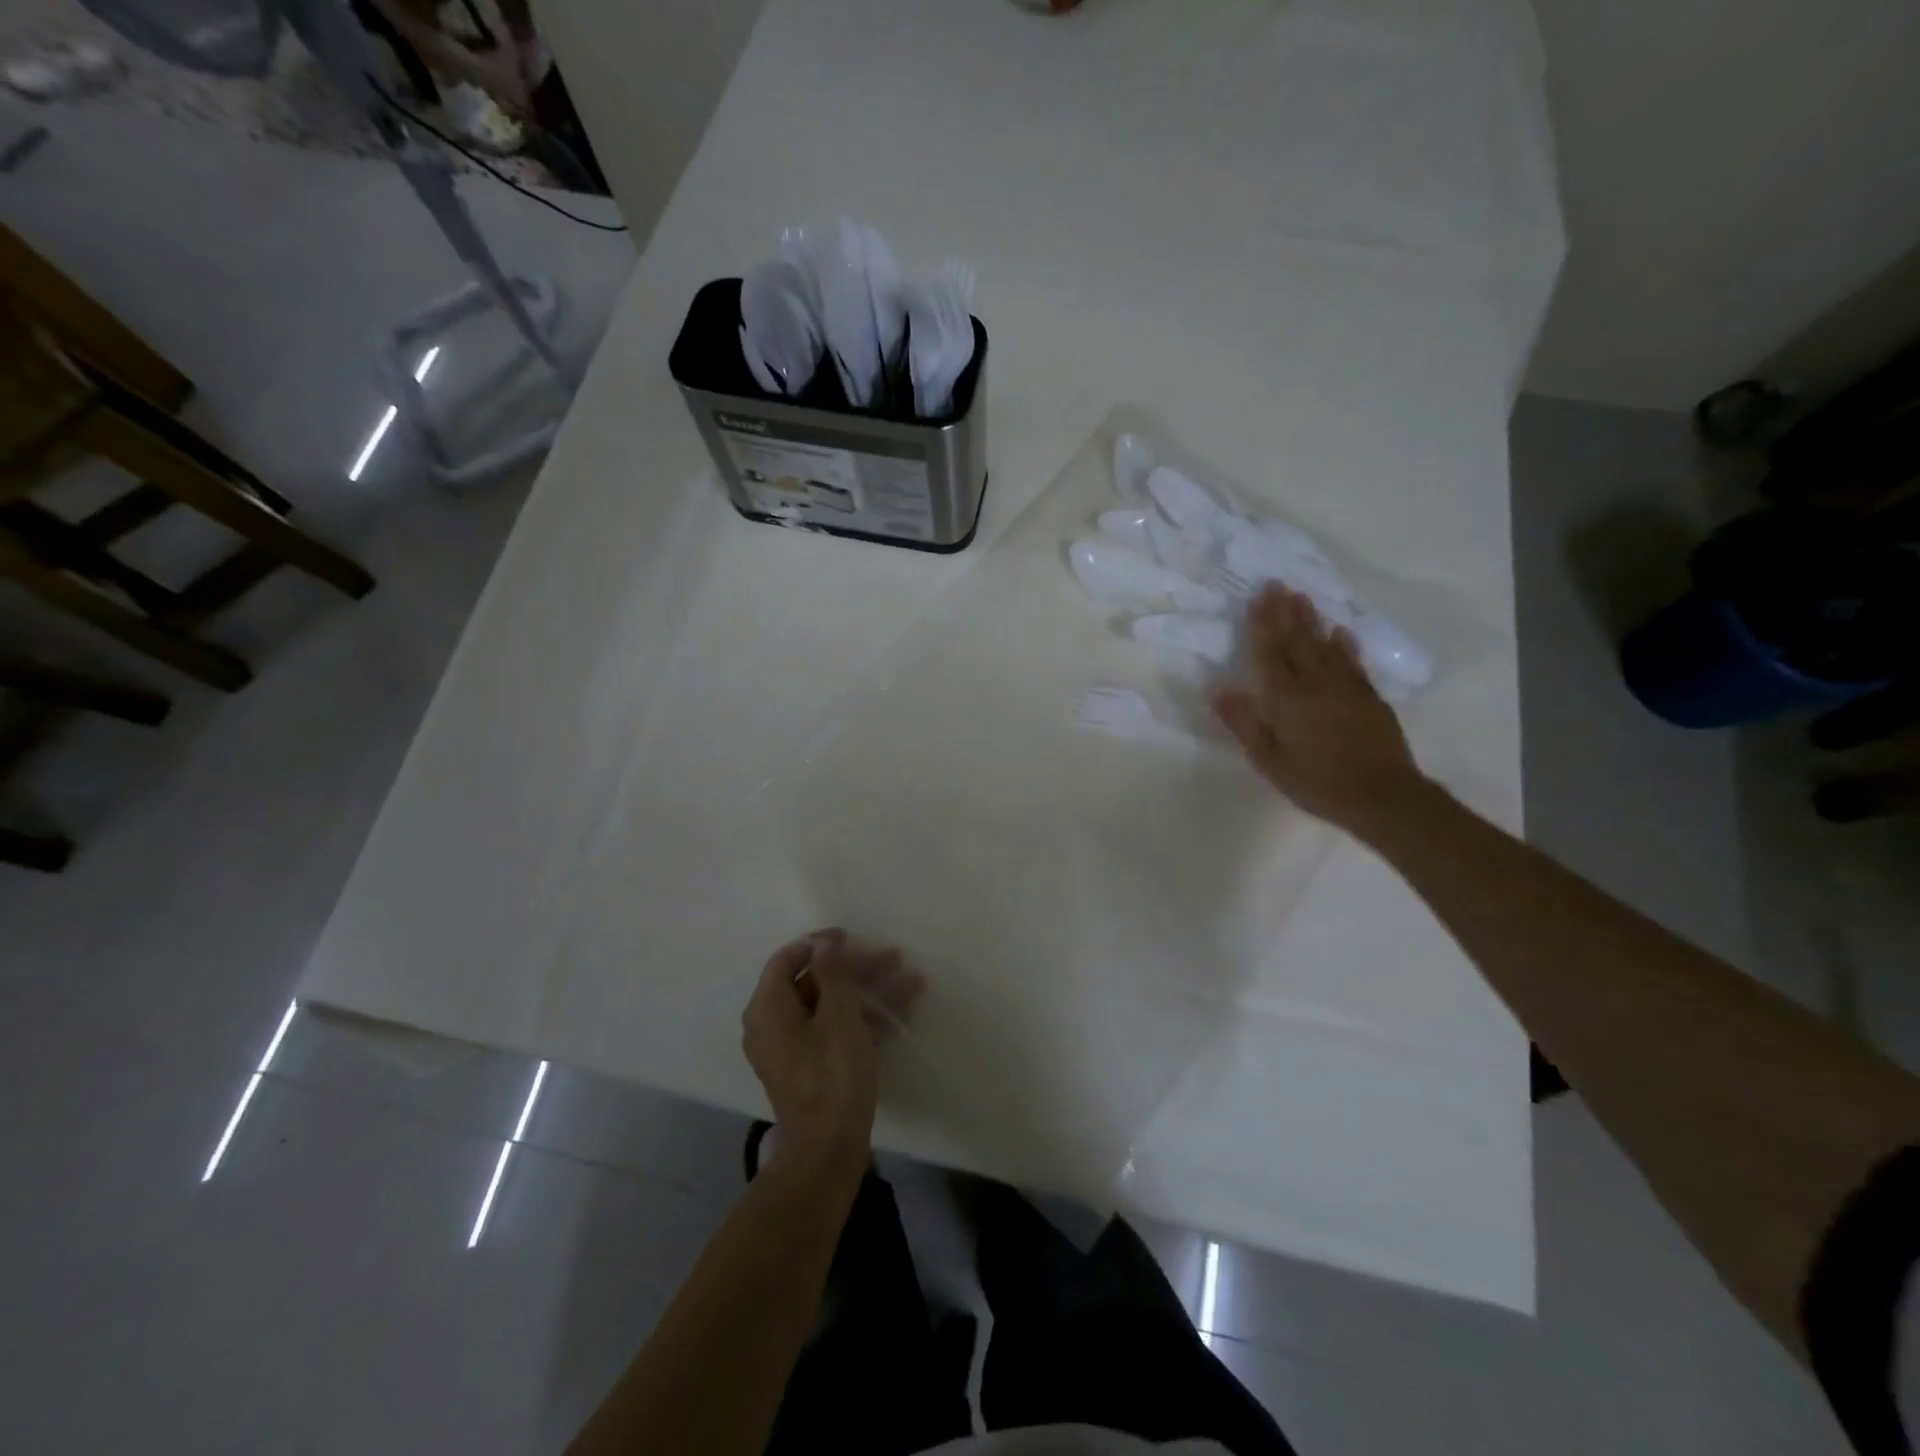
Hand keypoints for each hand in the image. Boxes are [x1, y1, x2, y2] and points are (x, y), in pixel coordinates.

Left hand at [740, 930, 922, 1169]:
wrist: (828, 1151)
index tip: (852, 938)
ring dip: (869, 994)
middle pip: (815, 982)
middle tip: (894, 958)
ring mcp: (792, 1049)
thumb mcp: (838, 1016)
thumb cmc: (831, 1075)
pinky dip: (862, 1021)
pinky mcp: (811, 1069)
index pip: (788, 959)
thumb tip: (824, 943)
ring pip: (831, 1007)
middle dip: (857, 969)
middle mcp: (773, 1025)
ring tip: (911, 983)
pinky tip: (899, 1015)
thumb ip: (832, 974)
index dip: (820, 944)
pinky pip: (834, 1032)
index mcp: (768, 1008)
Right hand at [1212, 586, 1423, 838]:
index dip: (1261, 625)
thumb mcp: (1268, 760)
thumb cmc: (1317, 781)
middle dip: (1285, 612)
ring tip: (1302, 597)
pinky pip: (1353, 661)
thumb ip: (1243, 722)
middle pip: (1298, 641)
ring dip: (1312, 620)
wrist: (1383, 796)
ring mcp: (1346, 687)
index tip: (1256, 597)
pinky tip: (1341, 632)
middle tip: (1277, 584)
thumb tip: (1217, 688)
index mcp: (1287, 698)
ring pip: (1325, 645)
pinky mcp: (1369, 697)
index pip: (1269, 653)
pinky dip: (1345, 644)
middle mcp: (1316, 683)